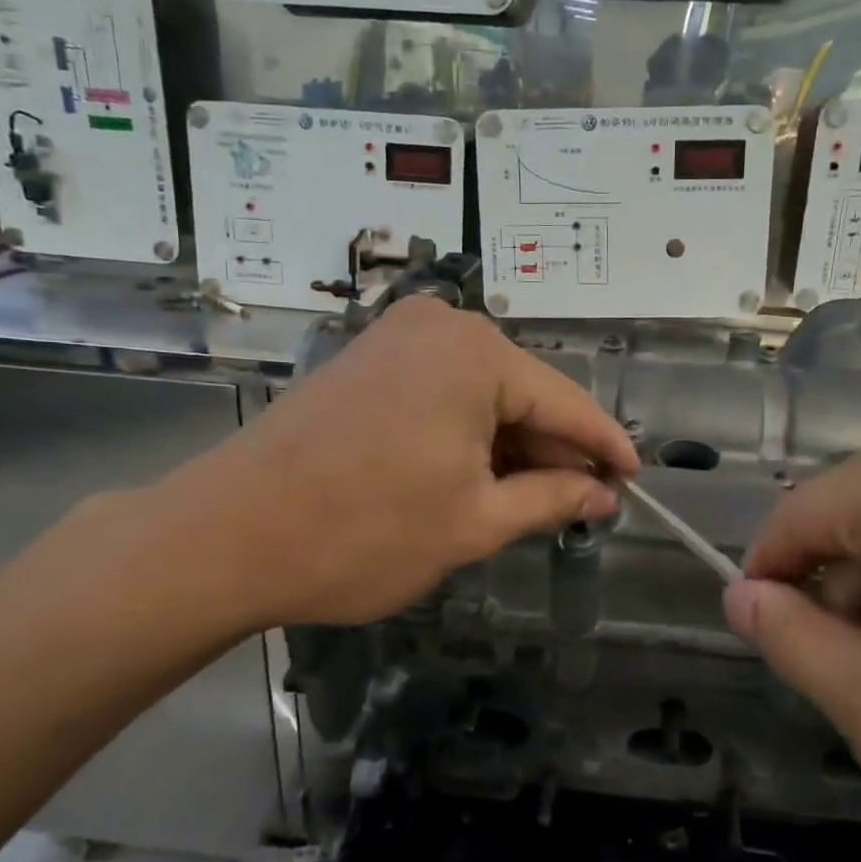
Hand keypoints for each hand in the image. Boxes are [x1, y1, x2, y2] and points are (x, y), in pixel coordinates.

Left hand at [136, 297, 637, 632]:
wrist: (226, 535)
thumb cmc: (363, 532)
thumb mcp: (474, 522)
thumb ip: (550, 499)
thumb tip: (602, 495)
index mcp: (477, 354)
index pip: (566, 403)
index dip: (605, 447)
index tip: (635, 480)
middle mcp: (441, 326)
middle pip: (524, 394)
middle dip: (555, 451)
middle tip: (585, 504)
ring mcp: (397, 337)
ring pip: (483, 394)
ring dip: (511, 446)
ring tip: (536, 500)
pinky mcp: (368, 359)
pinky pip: (443, 392)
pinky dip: (469, 434)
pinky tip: (481, 476)